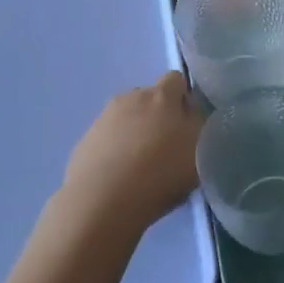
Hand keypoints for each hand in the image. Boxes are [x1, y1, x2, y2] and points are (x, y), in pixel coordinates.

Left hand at [60, 72, 204, 238]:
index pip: (176, 79)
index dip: (183, 99)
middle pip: (149, 98)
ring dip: (134, 131)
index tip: (187, 124)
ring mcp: (103, 118)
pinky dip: (114, 149)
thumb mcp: (199, 150)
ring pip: (126, 117)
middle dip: (158, 115)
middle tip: (165, 146)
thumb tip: (193, 113)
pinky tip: (118, 176)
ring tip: (139, 164)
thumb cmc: (160, 173)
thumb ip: (199, 124)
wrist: (101, 202)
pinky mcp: (84, 141)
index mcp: (161, 95)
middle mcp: (131, 97)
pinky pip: (107, 137)